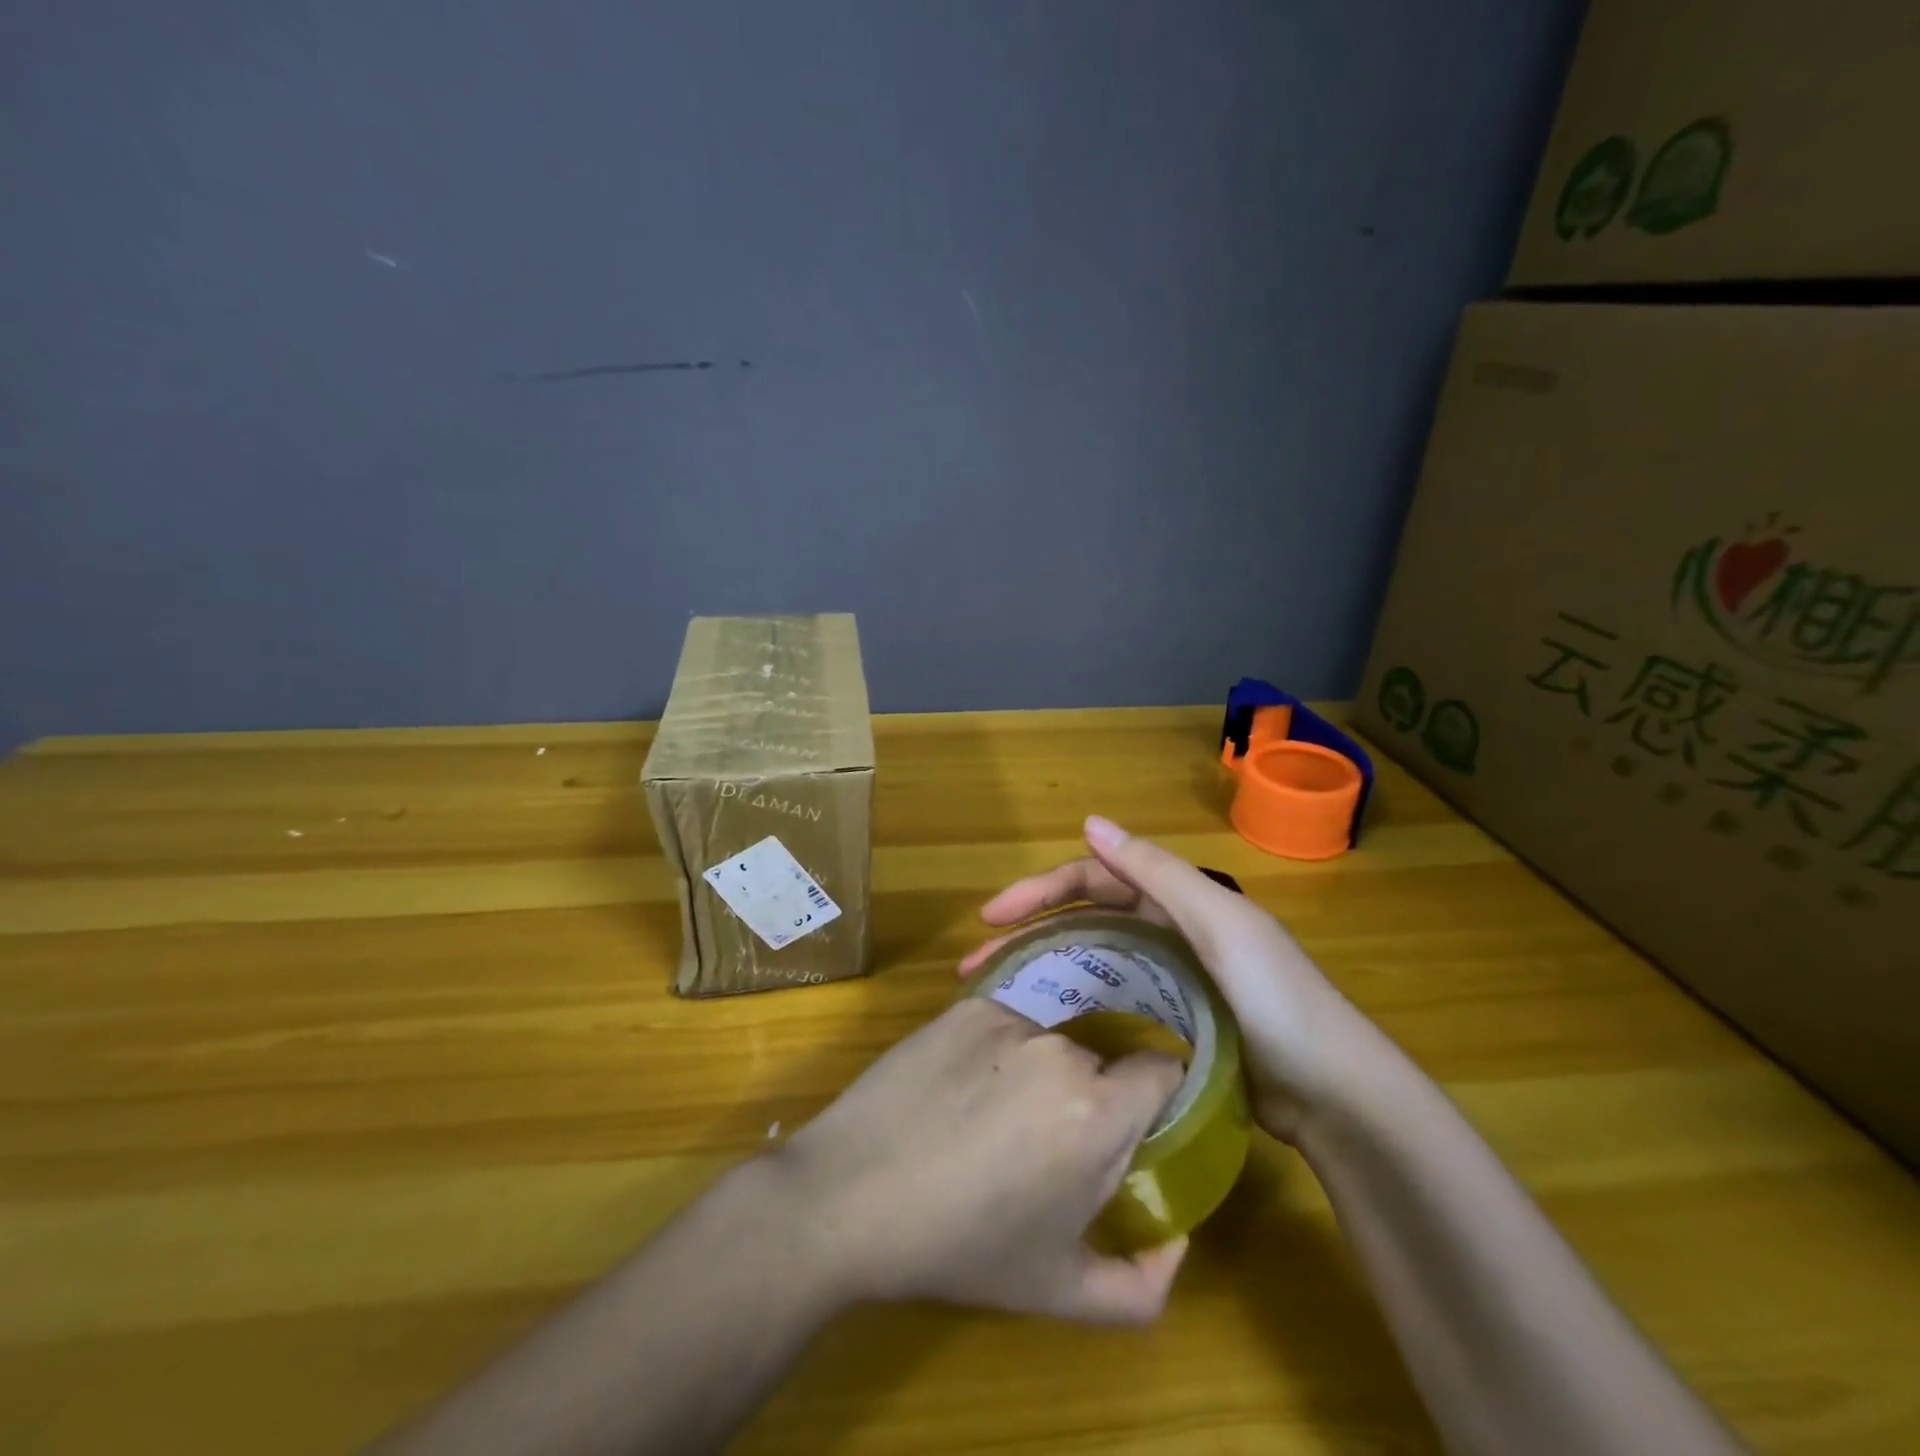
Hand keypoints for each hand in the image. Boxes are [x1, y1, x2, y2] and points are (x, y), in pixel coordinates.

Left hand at [771, 996, 1188, 1324]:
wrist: (849, 1195)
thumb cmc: (960, 1246)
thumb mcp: (1058, 1291)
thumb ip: (1142, 1285)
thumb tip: (1177, 1243)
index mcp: (1096, 1112)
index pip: (1163, 1070)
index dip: (1156, 1096)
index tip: (1135, 1125)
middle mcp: (1059, 1049)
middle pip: (1099, 1062)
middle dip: (1087, 1099)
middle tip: (1041, 1146)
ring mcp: (1007, 1019)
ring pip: (1049, 1042)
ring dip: (1037, 1074)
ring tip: (988, 1120)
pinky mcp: (965, 1006)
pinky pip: (1004, 1024)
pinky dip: (995, 1052)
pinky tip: (957, 1091)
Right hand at [957, 816, 1376, 1143]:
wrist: (1335, 1096)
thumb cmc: (1277, 1001)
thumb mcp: (1220, 924)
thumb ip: (1156, 872)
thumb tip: (1089, 821)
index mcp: (1178, 899)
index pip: (1094, 880)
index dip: (1041, 891)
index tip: (991, 918)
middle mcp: (1170, 929)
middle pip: (1085, 919)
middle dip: (1029, 933)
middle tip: (975, 963)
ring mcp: (1172, 978)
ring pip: (1094, 959)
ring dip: (1045, 967)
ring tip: (995, 994)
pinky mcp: (1176, 1022)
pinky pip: (1114, 998)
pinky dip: (1077, 1000)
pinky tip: (1049, 1022)